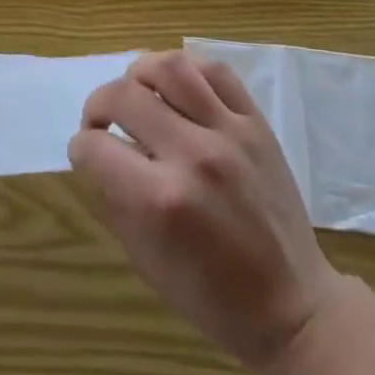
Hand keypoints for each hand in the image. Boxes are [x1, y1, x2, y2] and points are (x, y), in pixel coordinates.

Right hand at [70, 50, 340, 374]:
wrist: (293, 306)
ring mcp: (229, 133)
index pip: (96, 147)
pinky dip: (185, 68)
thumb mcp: (145, 260)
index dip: (81, 148)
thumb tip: (96, 153)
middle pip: (124, 95)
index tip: (86, 153)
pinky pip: (215, 71)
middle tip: (101, 121)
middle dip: (98, 105)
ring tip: (136, 93)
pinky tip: (174, 86)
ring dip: (138, 74)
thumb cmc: (212, 296)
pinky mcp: (256, 123)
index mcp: (160, 202)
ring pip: (170, 67)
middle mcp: (193, 156)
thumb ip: (115, 198)